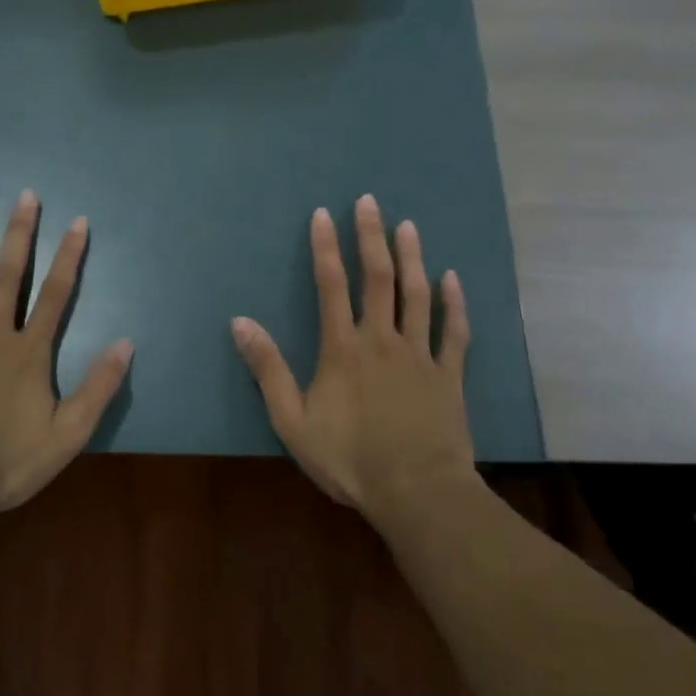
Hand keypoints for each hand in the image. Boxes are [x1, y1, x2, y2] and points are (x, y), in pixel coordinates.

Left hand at [0, 190, 133, 515]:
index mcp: (29, 353)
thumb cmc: (10, 462)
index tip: (77, 222)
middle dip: (20, 235)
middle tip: (25, 196)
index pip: (56, 294)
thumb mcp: (68, 434)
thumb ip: (98, 387)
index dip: (69, 256)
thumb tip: (126, 342)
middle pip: (10, 277)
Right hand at [231, 194, 474, 515]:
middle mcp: (382, 340)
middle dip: (371, 237)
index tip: (323, 214)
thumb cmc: (349, 459)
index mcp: (343, 349)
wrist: (416, 492)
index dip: (325, 247)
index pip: (330, 286)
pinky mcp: (449, 375)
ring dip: (412, 258)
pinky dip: (454, 303)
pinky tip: (452, 279)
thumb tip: (240, 322)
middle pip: (377, 278)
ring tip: (408, 226)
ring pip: (417, 296)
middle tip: (369, 202)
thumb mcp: (292, 420)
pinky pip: (455, 332)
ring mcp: (420, 355)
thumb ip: (268, 369)